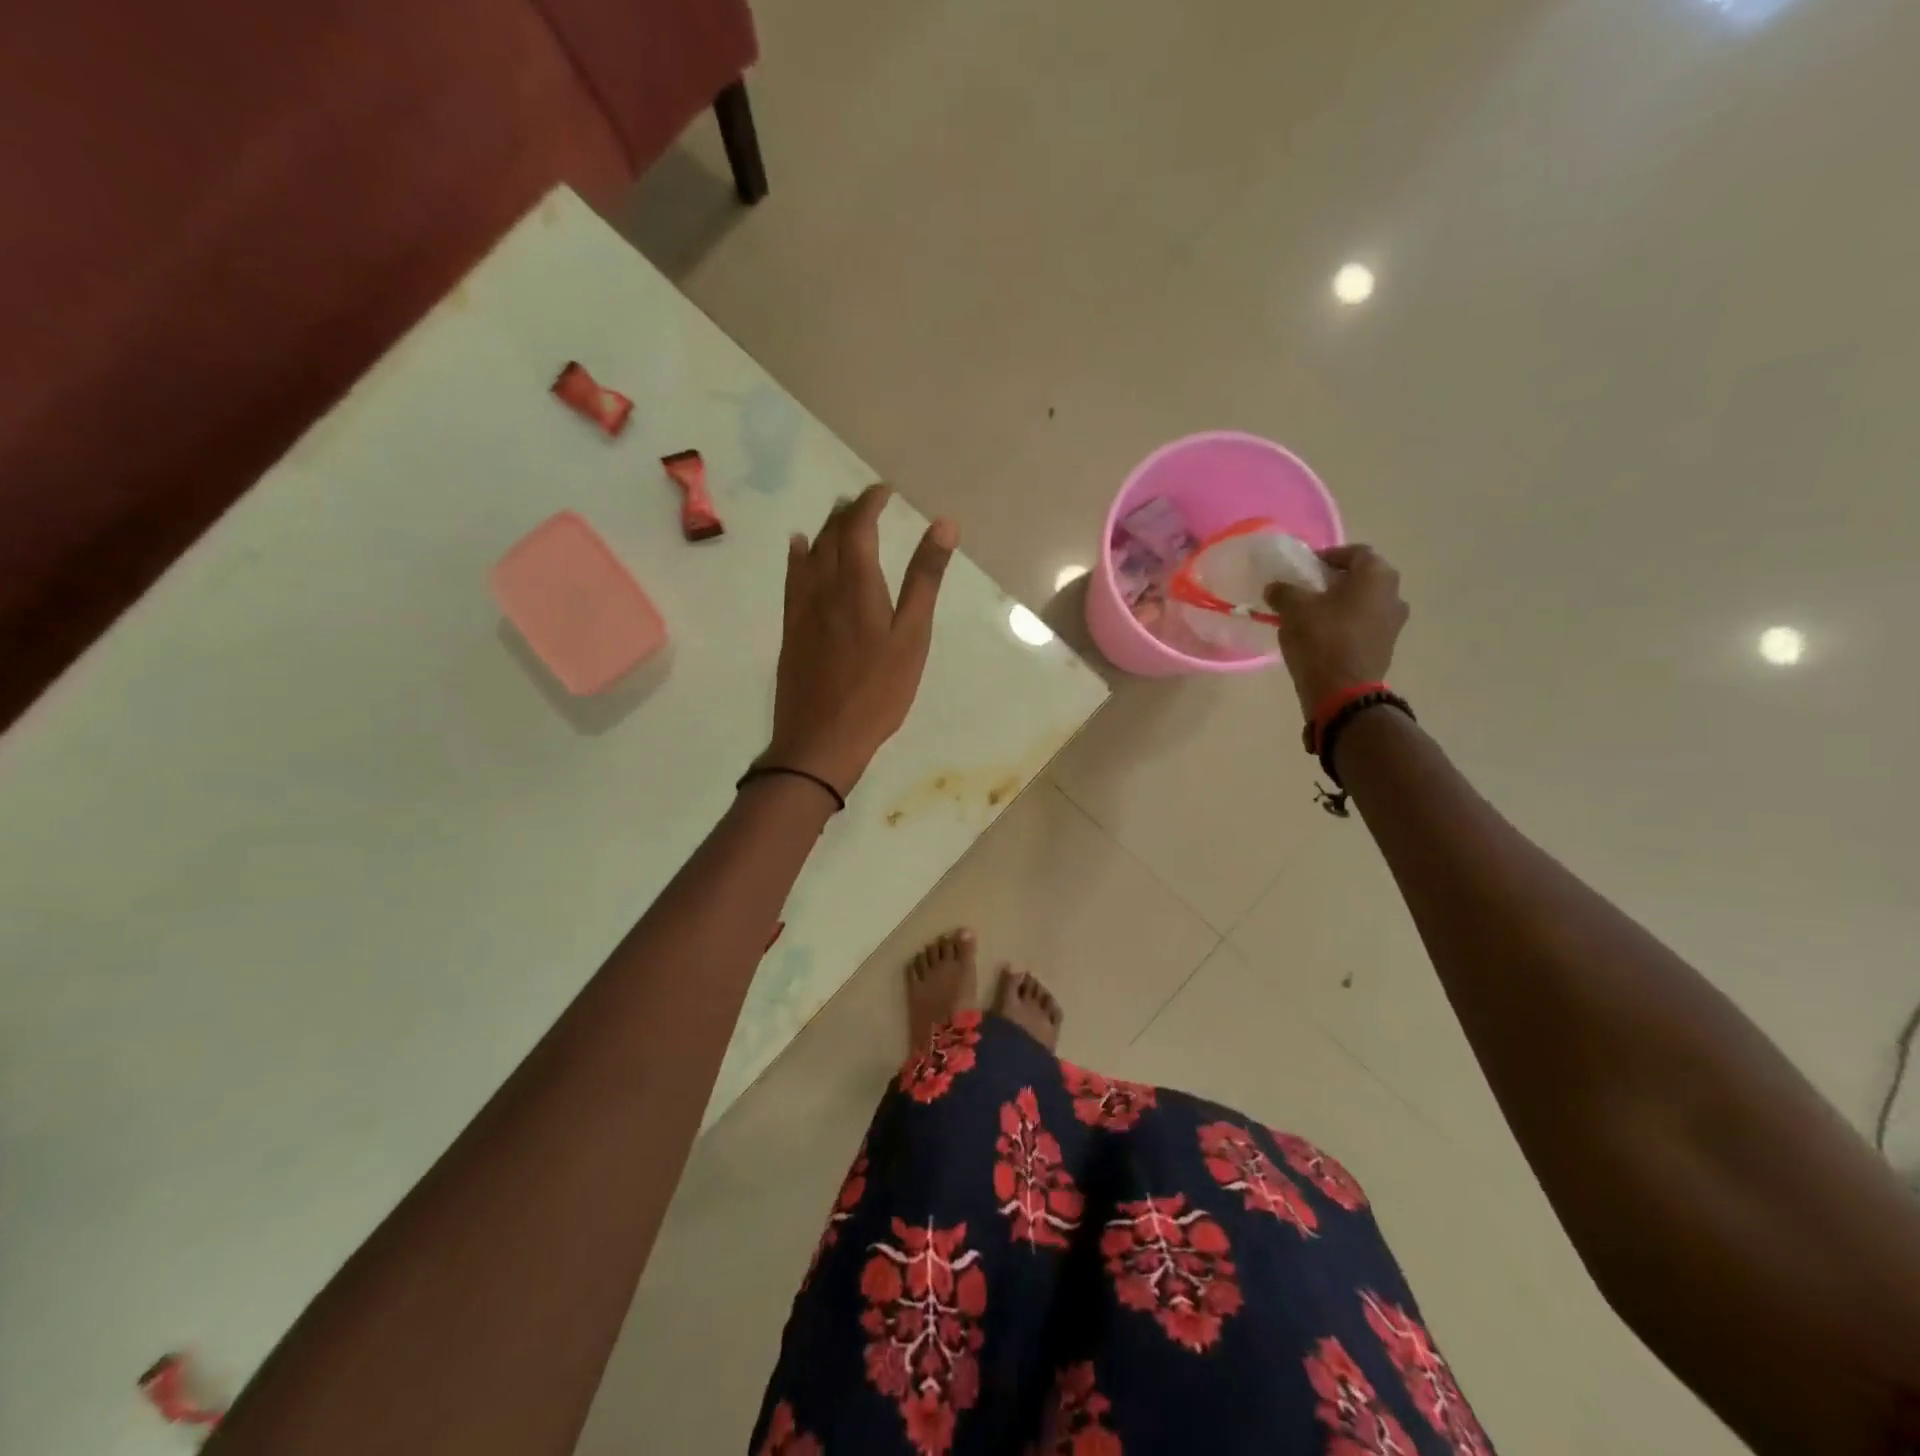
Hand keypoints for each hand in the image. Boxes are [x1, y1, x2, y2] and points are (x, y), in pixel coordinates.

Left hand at [759, 483, 959, 797]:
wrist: (821, 738)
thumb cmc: (878, 691)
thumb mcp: (912, 637)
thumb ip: (925, 579)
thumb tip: (943, 524)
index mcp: (857, 584)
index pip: (858, 526)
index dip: (870, 502)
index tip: (886, 491)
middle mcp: (824, 586)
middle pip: (832, 535)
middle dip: (850, 511)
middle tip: (868, 503)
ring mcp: (803, 608)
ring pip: (810, 553)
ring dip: (826, 528)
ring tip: (840, 517)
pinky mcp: (792, 629)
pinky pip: (792, 578)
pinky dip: (799, 555)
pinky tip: (799, 548)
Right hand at [1265, 544, 1409, 717]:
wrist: (1342, 692)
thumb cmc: (1322, 640)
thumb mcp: (1294, 609)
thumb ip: (1284, 591)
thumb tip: (1276, 587)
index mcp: (1376, 576)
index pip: (1355, 552)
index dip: (1329, 555)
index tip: (1305, 567)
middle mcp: (1393, 594)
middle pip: (1363, 577)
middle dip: (1335, 580)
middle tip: (1307, 589)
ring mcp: (1393, 622)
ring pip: (1364, 602)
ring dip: (1341, 603)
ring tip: (1312, 614)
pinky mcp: (1385, 646)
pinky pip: (1364, 624)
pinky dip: (1346, 623)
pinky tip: (1322, 635)